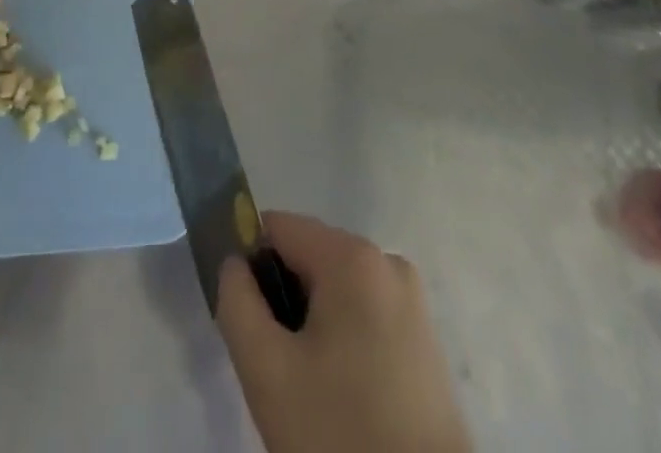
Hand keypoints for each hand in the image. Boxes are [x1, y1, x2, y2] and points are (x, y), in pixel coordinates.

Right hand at [218, 214, 470, 452]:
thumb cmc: (341, 433)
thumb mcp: (267, 371)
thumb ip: (236, 302)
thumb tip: (234, 263)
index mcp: (352, 256)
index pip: (278, 229)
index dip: (251, 267)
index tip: (249, 322)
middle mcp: (387, 261)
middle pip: (308, 258)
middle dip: (284, 301)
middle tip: (279, 366)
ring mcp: (412, 301)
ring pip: (335, 290)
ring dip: (311, 324)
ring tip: (310, 389)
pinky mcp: (425, 339)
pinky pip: (364, 314)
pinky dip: (342, 341)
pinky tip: (342, 397)